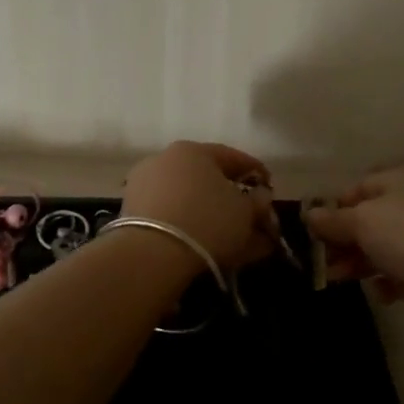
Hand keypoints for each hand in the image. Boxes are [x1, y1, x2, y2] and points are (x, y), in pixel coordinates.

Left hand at [121, 142, 281, 270]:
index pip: (233, 157)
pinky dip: (194, 228)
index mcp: (194, 151)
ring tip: (236, 241)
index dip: (256, 172)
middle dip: (234, 200)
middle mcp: (167, 161)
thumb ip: (257, 202)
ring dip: (216, 218)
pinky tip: (212, 246)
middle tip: (253, 218)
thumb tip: (261, 196)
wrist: (151, 253)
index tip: (270, 187)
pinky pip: (174, 217)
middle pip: (209, 180)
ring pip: (191, 201)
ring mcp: (146, 186)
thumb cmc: (207, 220)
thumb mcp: (244, 212)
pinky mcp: (133, 213)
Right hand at [304, 166, 403, 313]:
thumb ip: (333, 220)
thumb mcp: (362, 221)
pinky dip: (394, 279)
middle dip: (346, 242)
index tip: (317, 234)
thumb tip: (309, 214)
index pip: (360, 186)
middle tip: (326, 265)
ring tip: (344, 281)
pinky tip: (384, 293)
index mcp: (403, 177)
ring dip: (364, 262)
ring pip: (391, 245)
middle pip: (374, 218)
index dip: (335, 209)